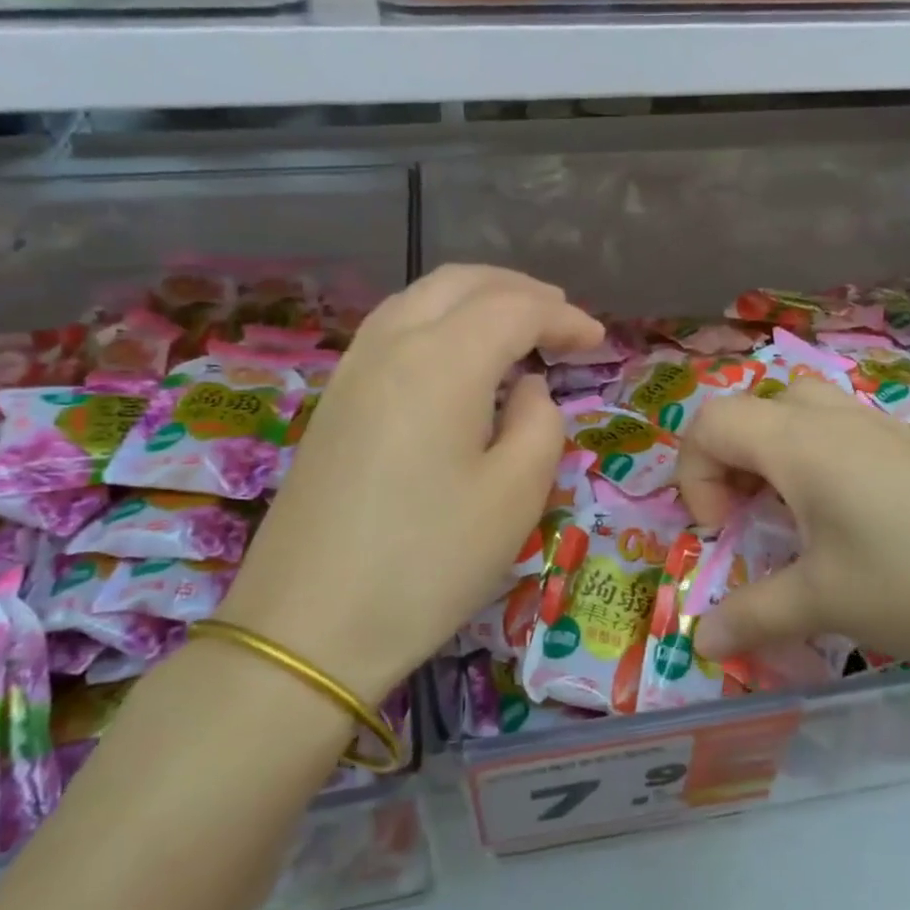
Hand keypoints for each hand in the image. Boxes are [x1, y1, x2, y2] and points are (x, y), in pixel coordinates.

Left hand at [219, 266, 602, 701]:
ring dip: (474, 299)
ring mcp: (353, 370)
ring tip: (515, 324)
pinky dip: (438, 322)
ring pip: (420, 299)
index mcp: (442, 361)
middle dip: (519, 290)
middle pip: (460, 284)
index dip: (564, 318)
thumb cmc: (429, 561)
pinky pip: (393, 331)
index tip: (599, 341)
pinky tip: (457, 358)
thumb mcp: (515, 496)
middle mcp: (391, 345)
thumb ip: (541, 424)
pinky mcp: (334, 402)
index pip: (515, 310)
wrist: (310, 625)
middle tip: (561, 316)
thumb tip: (527, 389)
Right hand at [676, 379, 909, 681]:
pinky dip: (819, 460)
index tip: (721, 529)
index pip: (711, 421)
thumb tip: (703, 644)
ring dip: (775, 454)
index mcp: (801, 443)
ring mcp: (882, 429)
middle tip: (748, 515)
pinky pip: (844, 430)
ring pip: (802, 410)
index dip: (695, 473)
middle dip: (731, 458)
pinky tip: (850, 519)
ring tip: (793, 513)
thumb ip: (751, 616)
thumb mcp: (822, 603)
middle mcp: (836, 420)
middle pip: (754, 408)